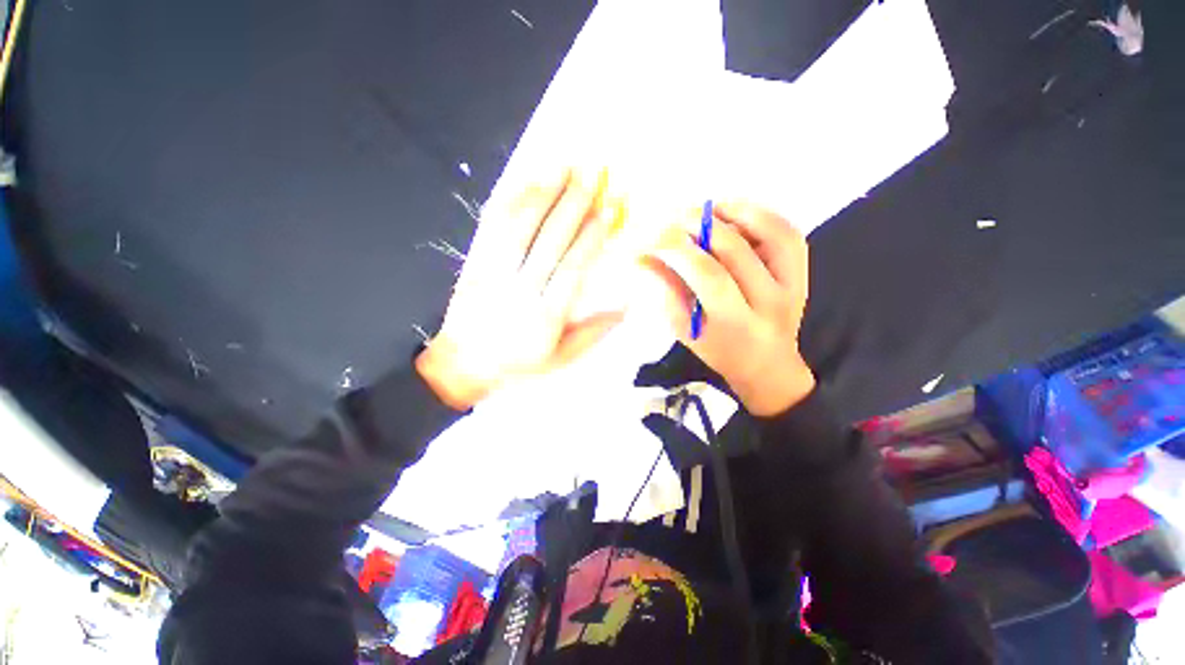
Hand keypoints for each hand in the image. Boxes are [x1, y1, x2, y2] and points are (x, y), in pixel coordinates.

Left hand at [416, 170, 623, 409]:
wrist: (461, 365)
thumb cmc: (517, 365)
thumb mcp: (560, 360)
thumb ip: (593, 334)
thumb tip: (625, 307)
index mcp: (545, 316)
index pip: (572, 267)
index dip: (591, 236)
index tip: (608, 209)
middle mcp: (520, 290)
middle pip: (549, 239)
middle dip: (573, 203)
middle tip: (592, 173)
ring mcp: (493, 273)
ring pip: (520, 226)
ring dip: (543, 193)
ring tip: (563, 165)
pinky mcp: (474, 263)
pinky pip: (492, 228)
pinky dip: (510, 202)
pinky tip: (526, 182)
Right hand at [642, 202, 814, 415]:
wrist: (767, 364)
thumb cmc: (718, 350)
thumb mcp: (685, 328)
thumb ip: (668, 289)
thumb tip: (644, 256)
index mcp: (736, 324)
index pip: (707, 275)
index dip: (679, 249)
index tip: (654, 238)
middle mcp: (770, 302)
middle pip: (734, 249)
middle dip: (698, 226)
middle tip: (673, 220)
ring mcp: (794, 284)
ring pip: (770, 232)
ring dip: (733, 212)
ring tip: (704, 210)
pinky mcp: (803, 273)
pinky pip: (787, 232)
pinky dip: (760, 214)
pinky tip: (733, 213)